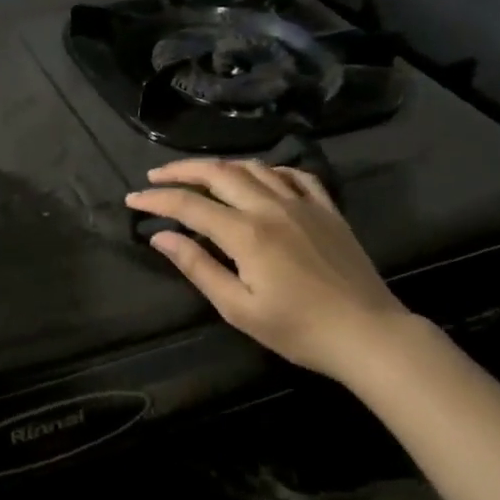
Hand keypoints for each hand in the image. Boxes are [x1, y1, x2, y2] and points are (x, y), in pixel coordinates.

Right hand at [126, 160, 410, 378]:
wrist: (367, 333)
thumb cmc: (298, 329)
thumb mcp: (239, 308)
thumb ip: (198, 268)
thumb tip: (162, 238)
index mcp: (246, 233)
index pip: (189, 206)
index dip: (157, 200)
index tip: (133, 199)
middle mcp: (271, 207)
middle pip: (218, 173)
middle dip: (181, 171)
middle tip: (156, 176)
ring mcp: (303, 203)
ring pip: (254, 167)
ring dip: (221, 166)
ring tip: (200, 176)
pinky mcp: (327, 209)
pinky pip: (295, 174)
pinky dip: (269, 170)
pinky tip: (260, 178)